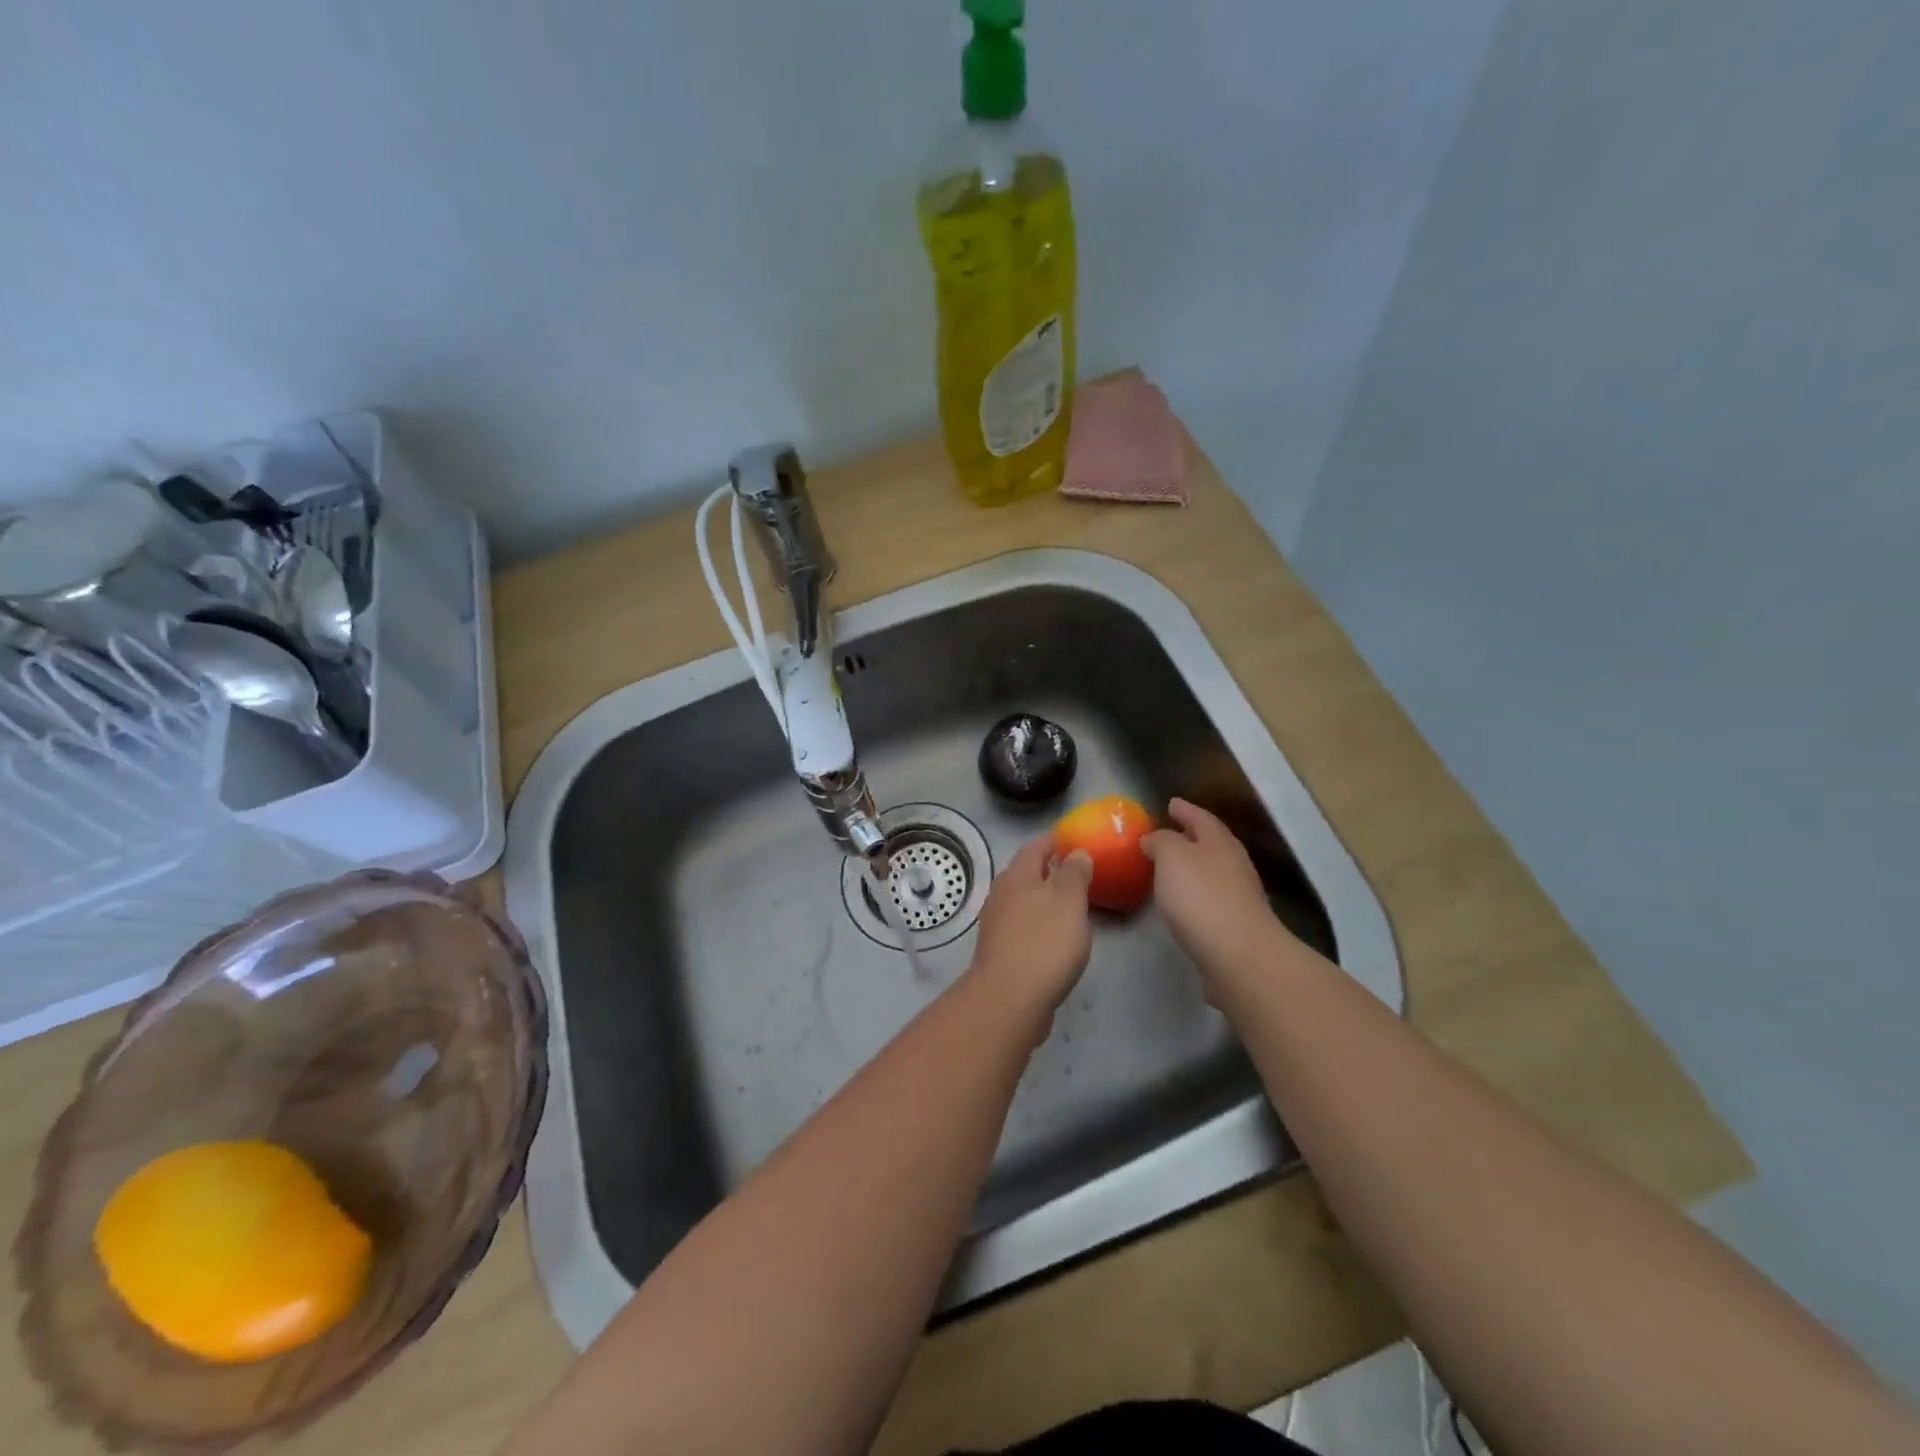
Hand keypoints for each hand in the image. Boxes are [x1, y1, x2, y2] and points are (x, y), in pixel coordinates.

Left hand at [966, 838, 1094, 1033]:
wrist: (1009, 1000)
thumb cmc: (1043, 942)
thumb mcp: (1068, 900)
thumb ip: (1074, 873)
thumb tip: (1075, 853)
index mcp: (1016, 876)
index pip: (1035, 846)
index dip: (1055, 841)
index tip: (1075, 840)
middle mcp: (1001, 895)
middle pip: (1026, 873)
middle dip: (1050, 870)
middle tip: (1079, 872)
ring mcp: (997, 925)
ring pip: (1024, 902)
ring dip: (1045, 900)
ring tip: (1072, 905)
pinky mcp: (1001, 952)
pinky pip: (1024, 928)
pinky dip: (1040, 925)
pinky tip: (1056, 939)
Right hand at [1141, 798, 1289, 982]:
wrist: (1239, 956)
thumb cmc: (1201, 897)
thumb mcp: (1172, 857)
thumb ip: (1161, 841)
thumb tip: (1154, 838)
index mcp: (1220, 842)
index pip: (1201, 818)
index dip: (1185, 810)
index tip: (1170, 803)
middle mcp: (1234, 864)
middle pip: (1211, 843)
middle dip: (1191, 836)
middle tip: (1169, 832)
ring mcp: (1239, 896)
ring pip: (1212, 871)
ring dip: (1192, 866)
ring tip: (1169, 867)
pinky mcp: (1235, 925)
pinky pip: (1210, 899)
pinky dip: (1195, 894)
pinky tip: (1181, 903)